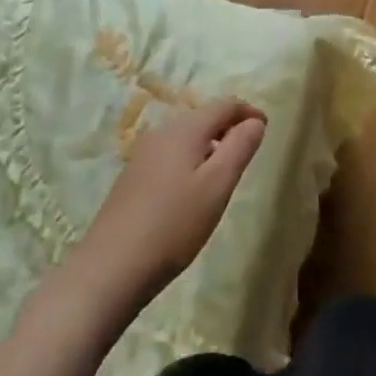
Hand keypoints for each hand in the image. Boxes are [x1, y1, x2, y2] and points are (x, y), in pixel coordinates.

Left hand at [81, 101, 266, 301]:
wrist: (109, 270)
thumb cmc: (173, 225)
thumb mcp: (218, 185)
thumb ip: (240, 147)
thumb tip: (255, 121)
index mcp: (185, 129)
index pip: (225, 105)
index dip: (249, 113)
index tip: (266, 131)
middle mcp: (161, 133)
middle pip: (204, 118)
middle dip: (229, 129)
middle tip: (247, 156)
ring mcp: (142, 156)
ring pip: (186, 138)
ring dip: (210, 147)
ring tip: (223, 178)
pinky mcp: (132, 179)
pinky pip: (171, 157)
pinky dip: (190, 163)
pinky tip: (191, 195)